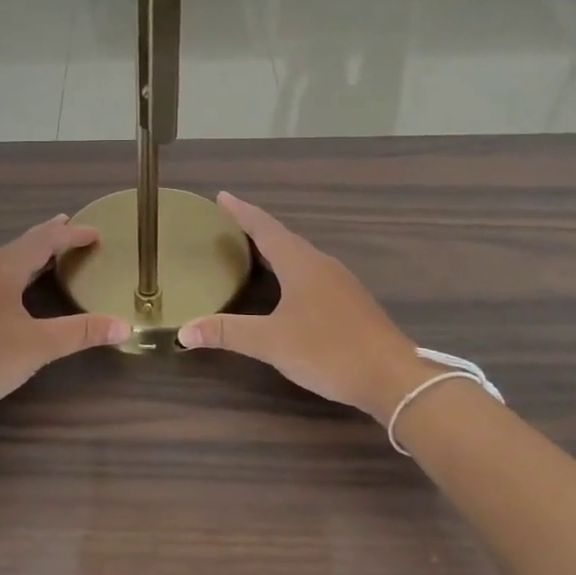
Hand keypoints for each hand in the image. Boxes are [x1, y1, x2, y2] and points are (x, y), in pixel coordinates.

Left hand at [0, 216, 129, 429]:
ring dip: (27, 255)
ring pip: (2, 262)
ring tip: (47, 255)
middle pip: (19, 245)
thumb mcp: (38, 346)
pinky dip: (12, 273)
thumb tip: (126, 326)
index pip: (43, 241)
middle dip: (47, 236)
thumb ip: (81, 332)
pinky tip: (12, 290)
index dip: (71, 235)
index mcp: (1, 271)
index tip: (95, 232)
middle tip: (69, 226)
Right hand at [176, 193, 435, 424]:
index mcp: (301, 264)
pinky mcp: (351, 302)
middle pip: (283, 239)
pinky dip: (291, 270)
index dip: (241, 212)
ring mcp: (340, 283)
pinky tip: (287, 288)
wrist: (393, 378)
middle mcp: (321, 265)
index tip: (222, 196)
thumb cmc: (329, 350)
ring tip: (253, 251)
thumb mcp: (272, 342)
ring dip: (276, 250)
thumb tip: (183, 331)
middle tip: (230, 223)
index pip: (265, 228)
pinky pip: (312, 274)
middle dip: (256, 229)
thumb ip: (228, 333)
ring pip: (300, 257)